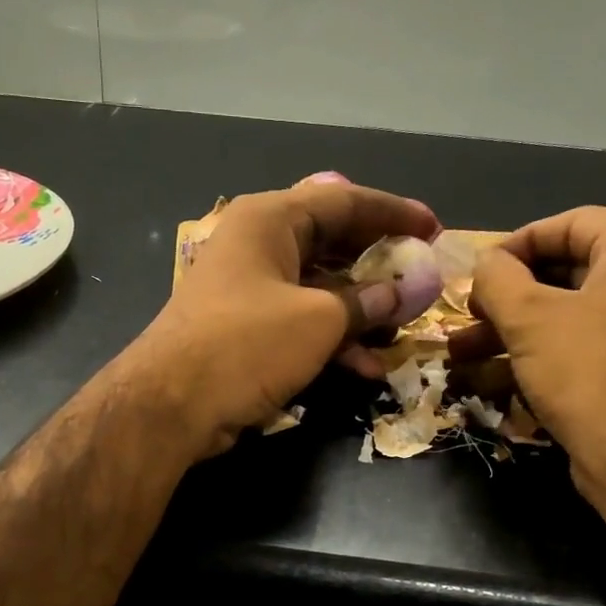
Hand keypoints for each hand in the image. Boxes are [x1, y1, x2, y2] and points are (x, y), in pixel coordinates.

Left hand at [124, 178, 440, 456]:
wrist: (171, 404)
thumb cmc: (247, 344)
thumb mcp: (318, 320)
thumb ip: (365, 303)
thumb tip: (399, 294)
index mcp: (270, 220)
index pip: (344, 201)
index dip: (393, 213)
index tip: (434, 228)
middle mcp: (258, 246)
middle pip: (332, 244)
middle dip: (380, 266)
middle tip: (420, 279)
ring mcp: (249, 291)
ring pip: (319, 290)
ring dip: (361, 312)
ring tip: (402, 331)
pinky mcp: (245, 332)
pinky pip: (300, 324)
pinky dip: (333, 341)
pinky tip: (368, 367)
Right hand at [447, 206, 605, 493]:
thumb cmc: (589, 373)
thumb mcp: (529, 318)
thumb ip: (497, 278)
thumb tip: (486, 264)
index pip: (568, 224)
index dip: (513, 246)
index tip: (474, 275)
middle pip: (568, 272)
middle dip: (507, 298)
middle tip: (468, 317)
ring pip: (572, 316)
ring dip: (513, 332)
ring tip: (462, 355)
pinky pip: (587, 347)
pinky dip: (543, 356)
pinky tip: (493, 380)